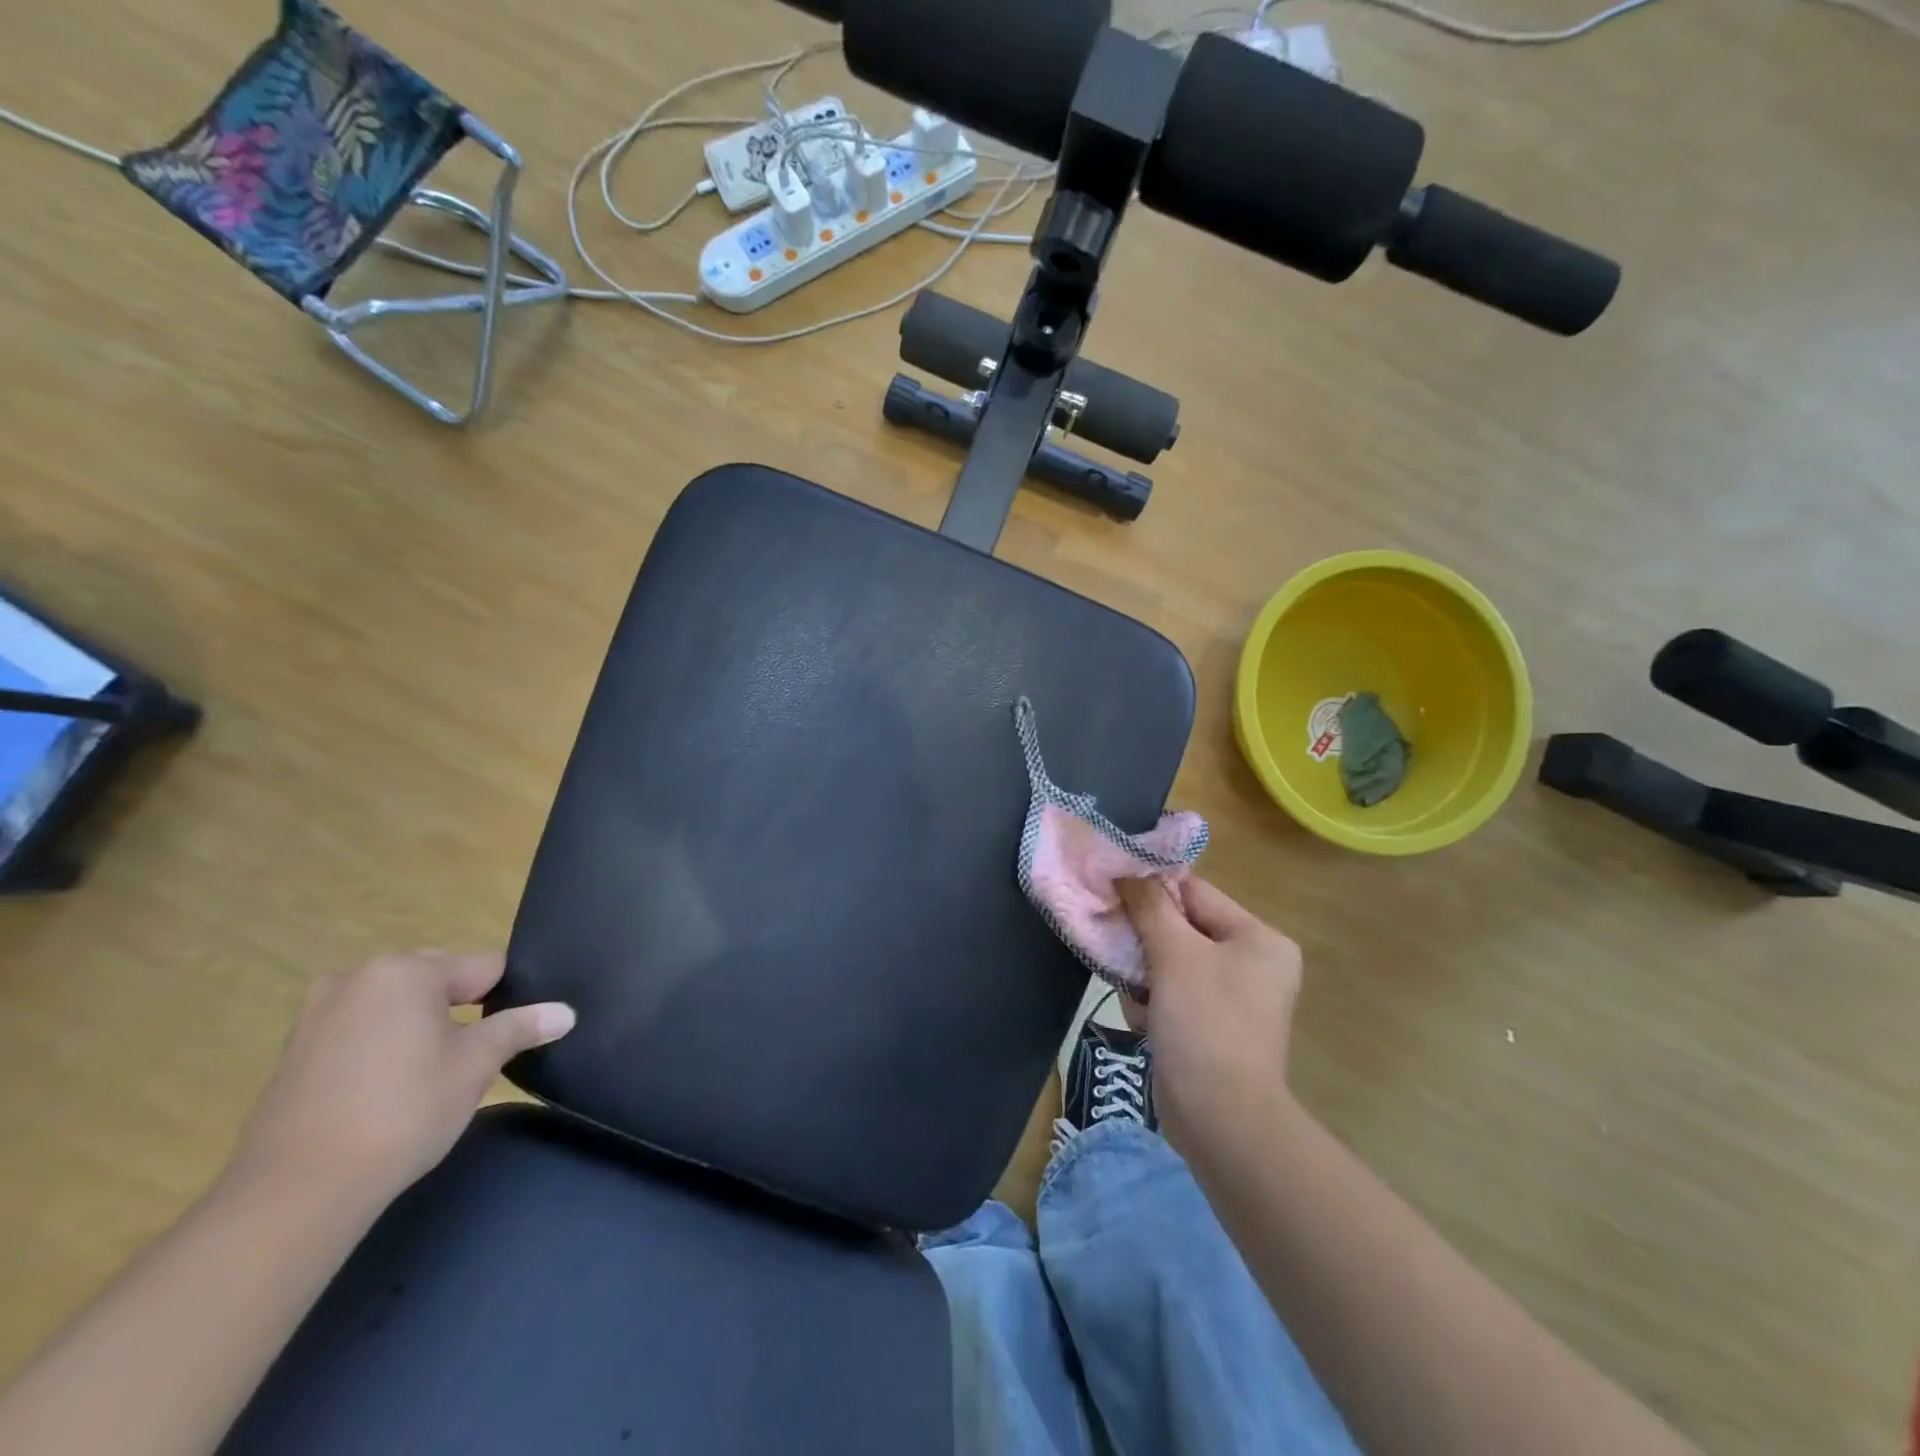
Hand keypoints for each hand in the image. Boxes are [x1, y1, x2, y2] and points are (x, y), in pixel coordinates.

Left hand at [227, 952, 573, 1215]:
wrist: (295, 1193)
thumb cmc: (402, 1112)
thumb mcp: (476, 1066)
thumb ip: (521, 1028)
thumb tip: (566, 1012)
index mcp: (406, 970)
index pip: (484, 968)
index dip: (507, 999)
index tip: (513, 1034)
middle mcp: (359, 977)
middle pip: (438, 980)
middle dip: (461, 1010)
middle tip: (472, 1057)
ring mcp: (318, 1013)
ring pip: (398, 1006)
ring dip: (420, 1028)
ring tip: (430, 1075)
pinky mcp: (294, 1050)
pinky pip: (361, 1030)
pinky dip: (383, 1047)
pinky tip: (388, 1090)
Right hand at [1117, 877, 1301, 1148]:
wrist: (1221, 1118)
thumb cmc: (1205, 1022)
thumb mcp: (1175, 955)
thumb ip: (1150, 907)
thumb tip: (1126, 871)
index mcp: (1258, 939)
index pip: (1196, 893)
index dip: (1152, 888)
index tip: (1110, 888)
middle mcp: (1252, 963)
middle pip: (1182, 928)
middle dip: (1144, 938)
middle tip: (1114, 944)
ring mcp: (1233, 998)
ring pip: (1170, 962)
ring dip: (1143, 973)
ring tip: (1135, 995)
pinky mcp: (1211, 1027)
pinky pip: (1173, 994)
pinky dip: (1151, 1001)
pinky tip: (1143, 1021)